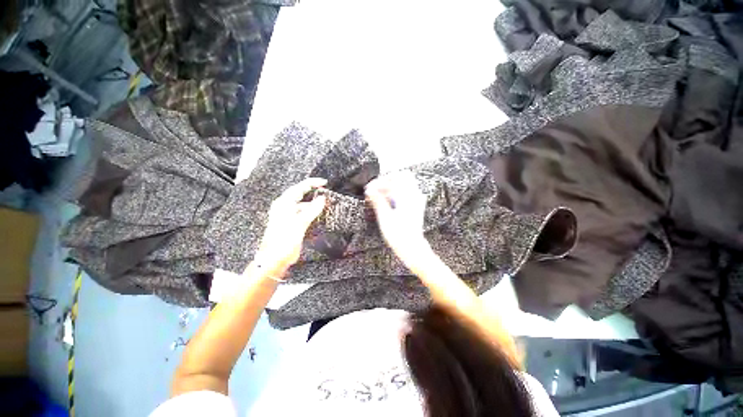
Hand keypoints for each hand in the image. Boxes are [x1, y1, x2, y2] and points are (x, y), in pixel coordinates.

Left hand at [254, 178, 326, 275]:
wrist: (274, 260)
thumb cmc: (283, 241)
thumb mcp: (299, 224)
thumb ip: (312, 210)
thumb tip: (322, 199)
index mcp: (283, 203)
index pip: (299, 187)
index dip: (312, 183)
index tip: (325, 182)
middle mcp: (284, 207)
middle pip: (300, 194)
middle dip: (313, 191)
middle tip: (326, 191)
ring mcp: (288, 215)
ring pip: (303, 204)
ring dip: (313, 203)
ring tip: (325, 203)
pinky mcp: (292, 223)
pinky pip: (303, 213)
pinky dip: (312, 212)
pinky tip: (319, 214)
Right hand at [365, 172, 431, 271]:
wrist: (412, 248)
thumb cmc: (399, 235)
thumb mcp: (385, 216)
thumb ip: (378, 200)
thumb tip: (370, 190)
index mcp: (408, 195)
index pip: (395, 177)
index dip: (381, 180)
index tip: (370, 188)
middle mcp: (415, 196)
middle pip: (401, 178)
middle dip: (386, 182)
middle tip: (375, 190)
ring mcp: (416, 201)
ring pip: (403, 186)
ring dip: (390, 189)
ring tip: (377, 197)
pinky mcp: (415, 207)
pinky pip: (405, 194)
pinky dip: (394, 195)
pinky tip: (385, 203)